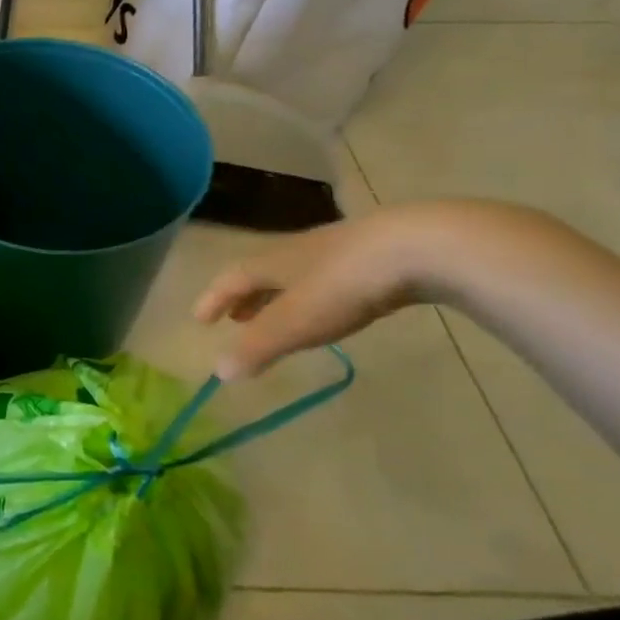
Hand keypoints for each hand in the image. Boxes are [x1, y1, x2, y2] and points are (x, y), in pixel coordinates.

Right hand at [194, 204, 490, 378]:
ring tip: (277, 317)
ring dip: (279, 297)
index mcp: (272, 262)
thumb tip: (218, 372)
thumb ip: (258, 346)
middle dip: (245, 298)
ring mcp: (337, 252)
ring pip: (296, 275)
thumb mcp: (296, 322)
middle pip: (262, 274)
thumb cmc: (343, 284)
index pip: (231, 279)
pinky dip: (314, 295)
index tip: (199, 319)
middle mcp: (297, 252)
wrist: (420, 247)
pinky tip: (331, 306)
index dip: (213, 299)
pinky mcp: (374, 258)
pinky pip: (329, 278)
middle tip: (235, 319)